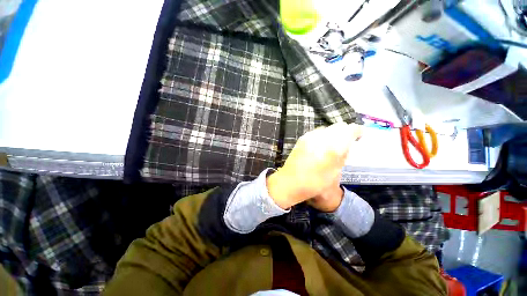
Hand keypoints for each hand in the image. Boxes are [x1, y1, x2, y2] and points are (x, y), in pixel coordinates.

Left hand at [267, 123, 361, 210]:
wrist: (291, 181)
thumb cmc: (315, 182)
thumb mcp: (335, 172)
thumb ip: (343, 156)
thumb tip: (346, 146)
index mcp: (334, 147)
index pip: (350, 129)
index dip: (357, 131)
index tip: (359, 137)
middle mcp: (322, 137)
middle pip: (339, 126)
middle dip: (345, 132)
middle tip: (346, 142)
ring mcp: (310, 136)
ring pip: (327, 128)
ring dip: (333, 133)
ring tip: (332, 144)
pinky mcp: (302, 138)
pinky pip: (316, 132)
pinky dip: (322, 135)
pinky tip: (320, 146)